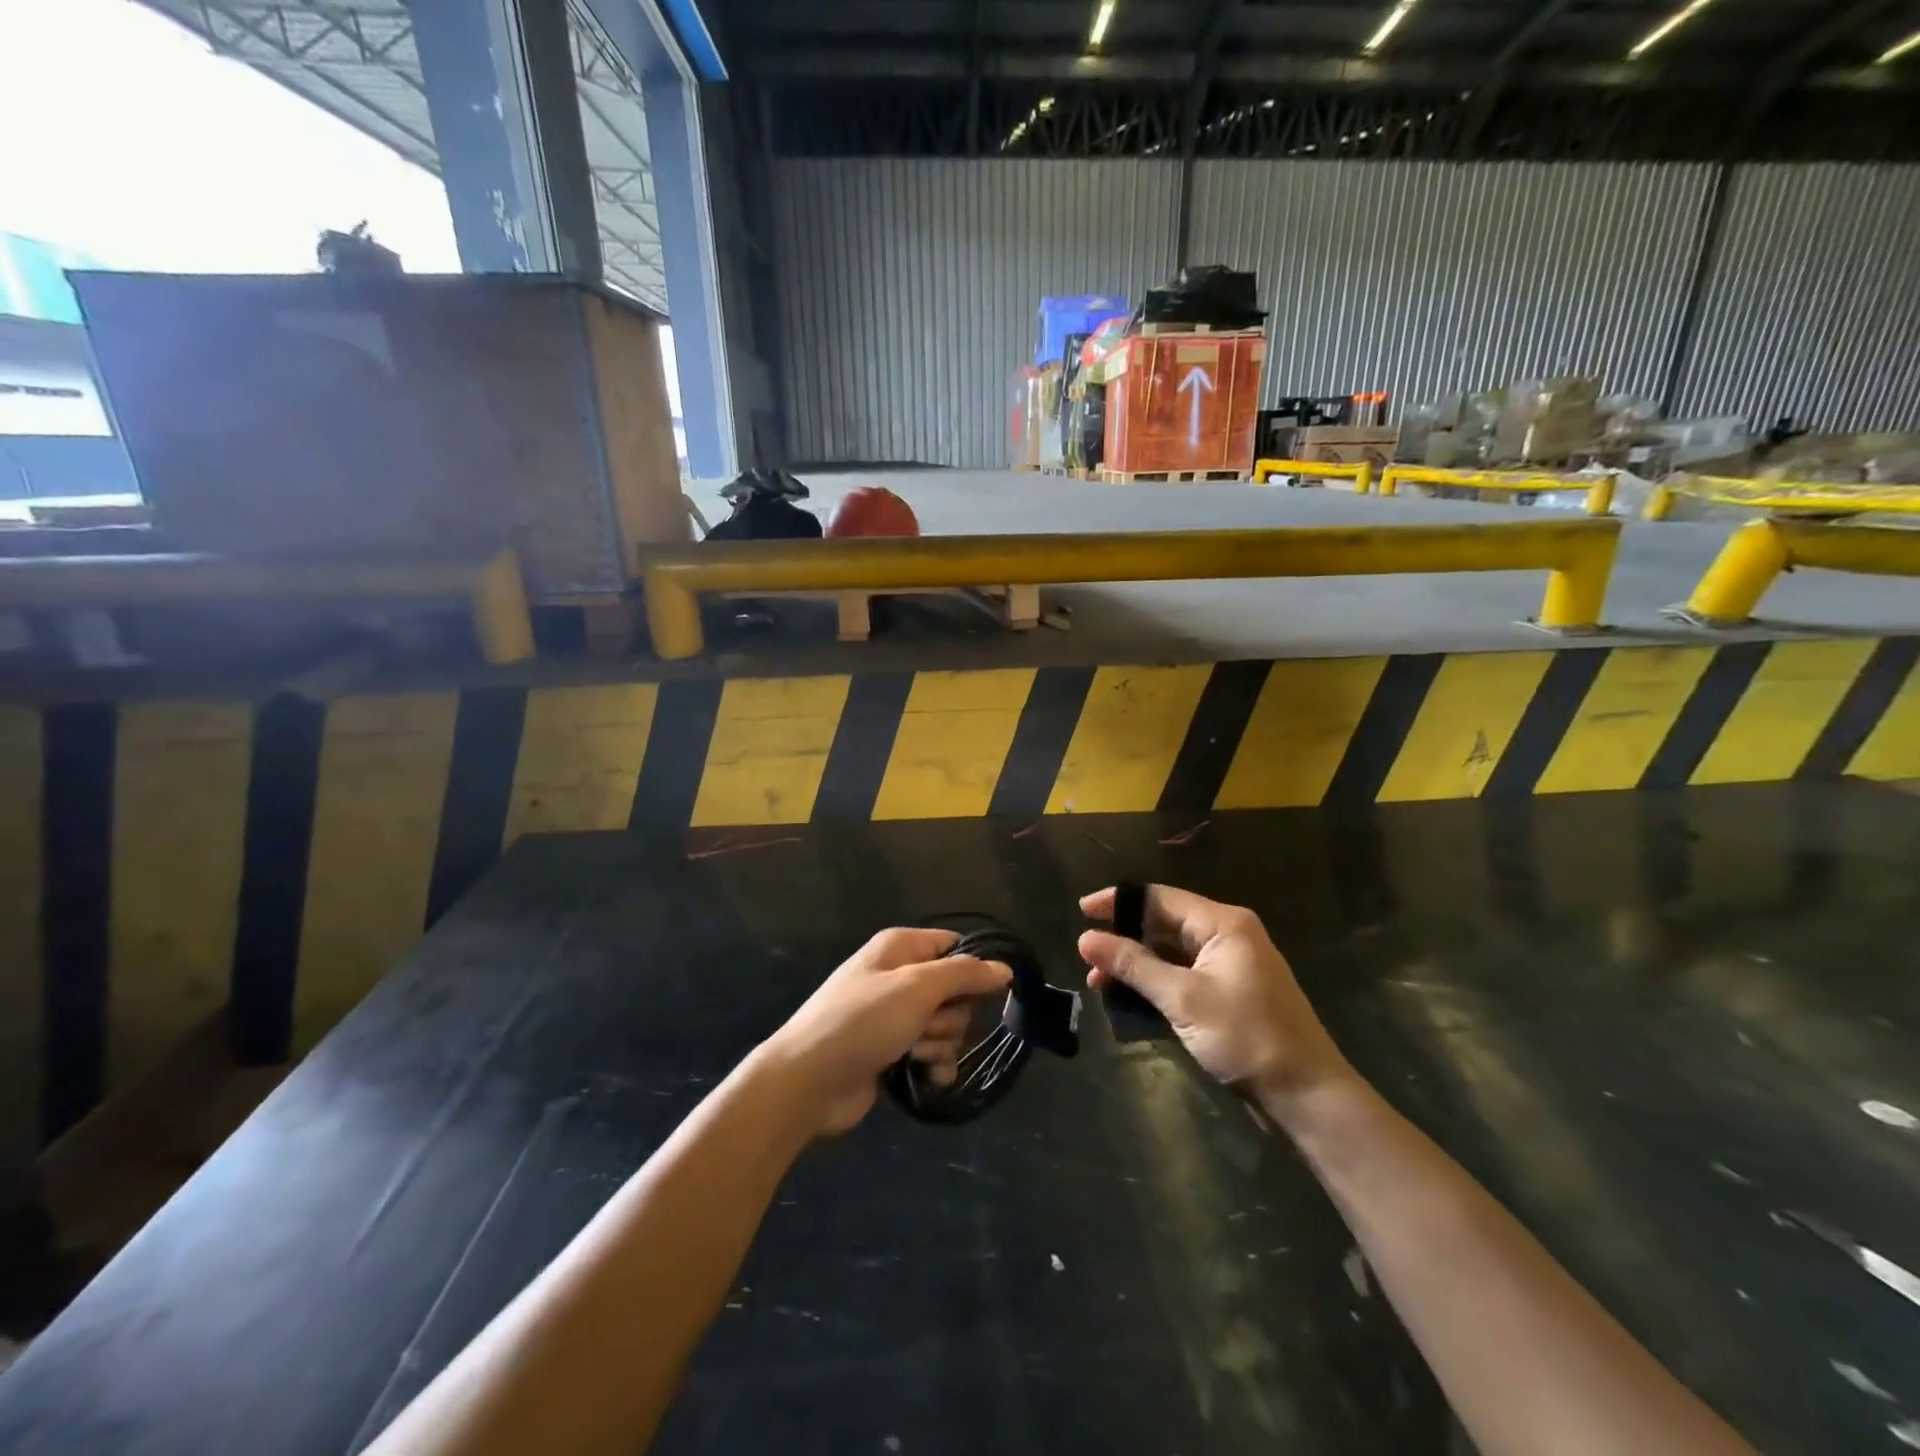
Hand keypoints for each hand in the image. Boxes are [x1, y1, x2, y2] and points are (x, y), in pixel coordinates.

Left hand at [760, 928, 1011, 1136]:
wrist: (807, 1081)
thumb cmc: (862, 1022)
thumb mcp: (916, 988)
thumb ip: (964, 974)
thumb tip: (1005, 968)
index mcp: (900, 947)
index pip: (955, 946)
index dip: (972, 969)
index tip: (983, 992)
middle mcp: (899, 976)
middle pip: (956, 990)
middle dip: (950, 1014)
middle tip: (925, 1024)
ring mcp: (895, 1016)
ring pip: (947, 1025)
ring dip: (940, 1043)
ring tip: (913, 1052)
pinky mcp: (893, 1051)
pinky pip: (933, 1053)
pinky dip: (934, 1065)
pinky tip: (926, 1076)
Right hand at [1079, 885, 1351, 1103]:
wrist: (1307, 1094)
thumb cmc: (1247, 1037)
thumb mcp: (1183, 999)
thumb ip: (1133, 965)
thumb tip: (1085, 938)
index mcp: (1223, 923)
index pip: (1159, 898)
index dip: (1118, 902)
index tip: (1082, 912)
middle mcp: (1227, 935)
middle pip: (1164, 923)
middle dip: (1124, 939)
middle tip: (1088, 958)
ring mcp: (1230, 964)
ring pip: (1171, 952)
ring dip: (1137, 965)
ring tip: (1100, 984)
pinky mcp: (1230, 992)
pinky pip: (1183, 975)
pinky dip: (1156, 983)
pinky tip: (1130, 1000)